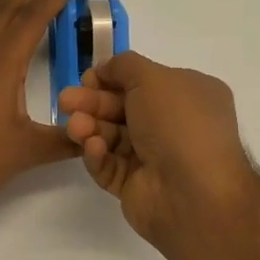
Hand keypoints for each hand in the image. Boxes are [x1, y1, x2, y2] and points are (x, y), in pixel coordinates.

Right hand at [58, 52, 259, 253]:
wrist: (194, 193)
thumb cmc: (179, 123)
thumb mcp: (153, 78)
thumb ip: (124, 66)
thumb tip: (105, 70)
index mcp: (189, 95)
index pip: (144, 81)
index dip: (113, 77)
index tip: (88, 79)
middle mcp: (175, 124)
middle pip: (123, 107)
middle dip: (92, 102)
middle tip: (65, 101)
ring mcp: (155, 157)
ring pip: (112, 136)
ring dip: (91, 127)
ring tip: (75, 127)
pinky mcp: (136, 186)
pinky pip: (110, 165)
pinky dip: (98, 154)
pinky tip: (93, 147)